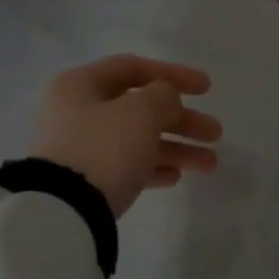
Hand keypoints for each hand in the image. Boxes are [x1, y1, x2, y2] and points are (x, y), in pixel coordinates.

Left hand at [28, 55, 221, 217]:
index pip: (133, 68)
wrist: (64, 211)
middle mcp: (77, 111)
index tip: (207, 89)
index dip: (173, 74)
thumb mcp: (141, 111)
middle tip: (214, 133)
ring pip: (138, 139)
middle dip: (182, 119)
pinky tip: (177, 177)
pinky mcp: (85, 180)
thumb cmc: (103, 147)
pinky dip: (153, 167)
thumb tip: (166, 99)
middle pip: (140, 107)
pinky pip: (126, 165)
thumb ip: (163, 95)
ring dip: (177, 148)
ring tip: (210, 164)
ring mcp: (80, 148)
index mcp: (80, 85)